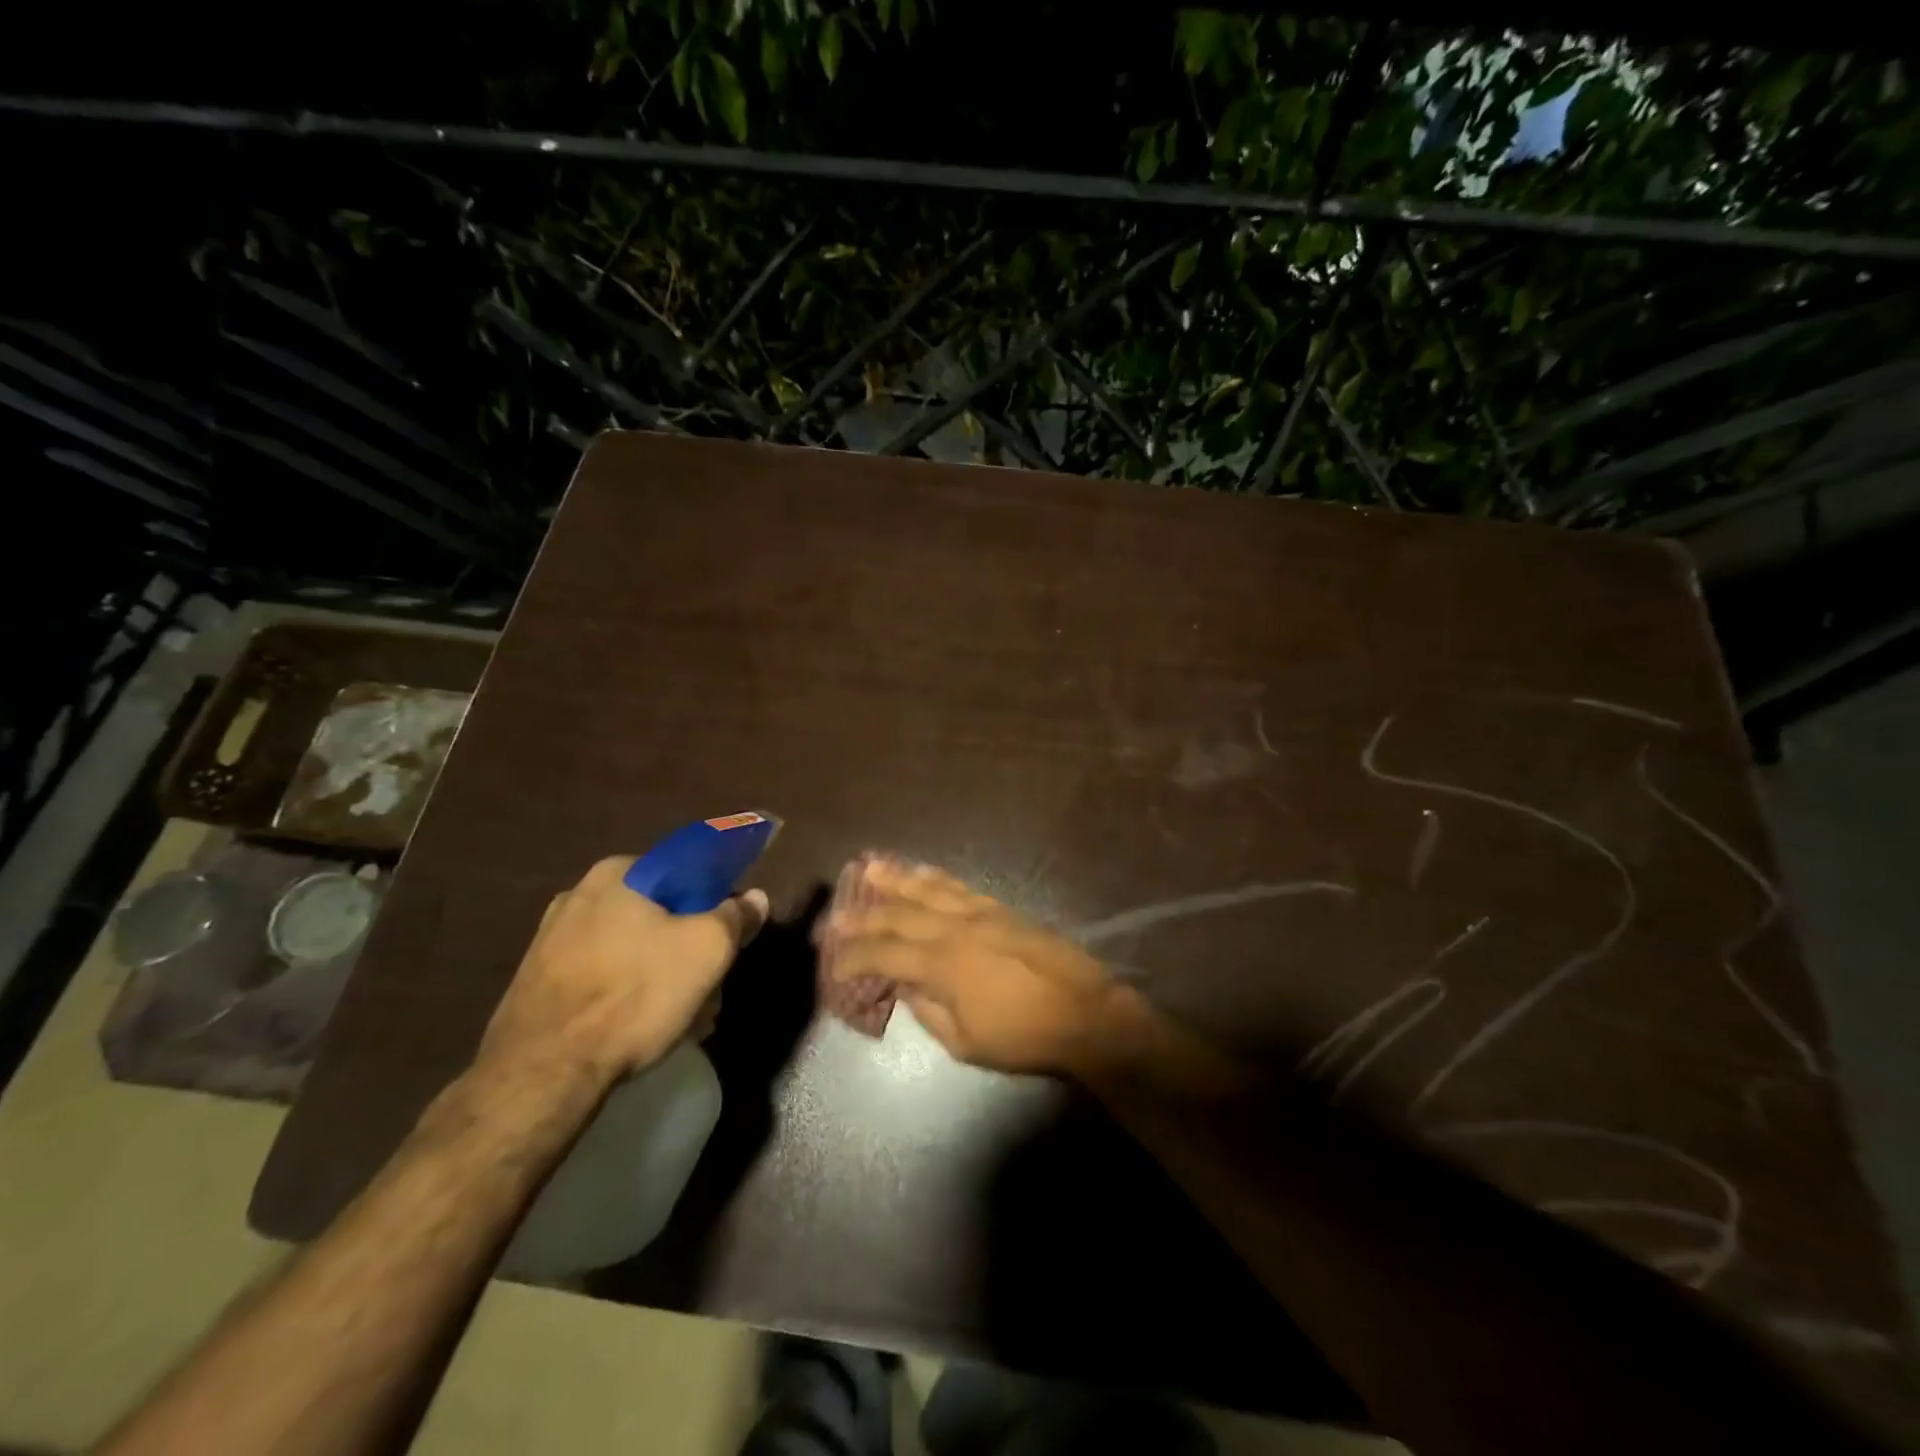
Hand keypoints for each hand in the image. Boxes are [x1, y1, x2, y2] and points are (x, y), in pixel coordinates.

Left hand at [478, 857, 768, 1089]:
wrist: (542, 1073)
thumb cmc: (634, 996)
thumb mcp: (708, 950)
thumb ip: (736, 916)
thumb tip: (754, 898)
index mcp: (620, 872)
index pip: (688, 873)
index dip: (717, 904)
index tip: (729, 939)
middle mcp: (580, 894)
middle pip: (660, 913)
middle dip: (689, 948)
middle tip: (709, 987)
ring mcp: (552, 938)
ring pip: (632, 947)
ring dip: (662, 974)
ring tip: (681, 1017)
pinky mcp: (538, 981)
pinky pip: (601, 975)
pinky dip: (627, 993)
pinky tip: (641, 1027)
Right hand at [823, 859, 1238, 1092]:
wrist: (1084, 1012)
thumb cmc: (1023, 1037)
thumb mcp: (964, 1041)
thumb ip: (926, 1009)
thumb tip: (904, 985)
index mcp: (941, 965)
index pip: (882, 954)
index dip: (851, 954)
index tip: (830, 958)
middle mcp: (954, 928)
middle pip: (899, 913)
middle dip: (863, 912)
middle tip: (836, 910)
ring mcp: (979, 913)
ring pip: (928, 889)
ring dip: (895, 878)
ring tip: (868, 866)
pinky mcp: (1000, 908)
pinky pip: (959, 886)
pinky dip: (935, 877)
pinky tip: (921, 871)